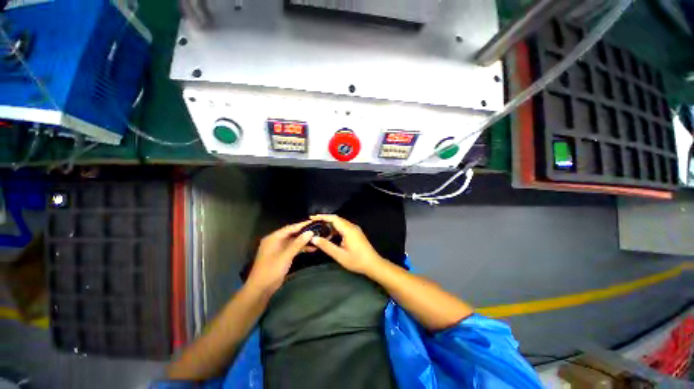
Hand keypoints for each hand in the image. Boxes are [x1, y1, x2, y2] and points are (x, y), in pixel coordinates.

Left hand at [247, 221, 313, 294]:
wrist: (261, 288)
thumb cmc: (271, 270)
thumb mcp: (286, 255)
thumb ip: (298, 243)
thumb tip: (310, 232)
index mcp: (273, 238)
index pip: (290, 228)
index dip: (302, 225)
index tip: (313, 222)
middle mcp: (276, 241)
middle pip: (292, 234)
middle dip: (304, 233)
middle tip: (317, 230)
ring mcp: (279, 249)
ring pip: (293, 241)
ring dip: (304, 241)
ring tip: (317, 239)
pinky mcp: (282, 256)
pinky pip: (293, 248)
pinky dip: (301, 248)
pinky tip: (311, 248)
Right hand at [309, 215, 385, 274]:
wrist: (373, 264)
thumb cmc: (357, 260)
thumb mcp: (339, 255)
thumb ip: (326, 246)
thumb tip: (314, 238)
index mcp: (348, 230)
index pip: (334, 218)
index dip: (322, 217)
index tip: (312, 218)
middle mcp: (352, 226)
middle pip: (337, 219)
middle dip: (325, 220)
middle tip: (313, 224)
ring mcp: (355, 229)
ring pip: (340, 223)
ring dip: (330, 225)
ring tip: (319, 230)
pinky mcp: (356, 233)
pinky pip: (344, 227)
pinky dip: (335, 229)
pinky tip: (330, 235)